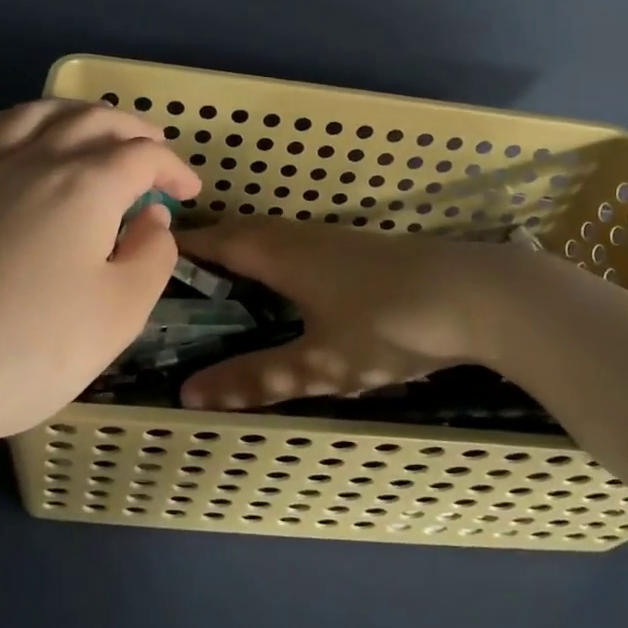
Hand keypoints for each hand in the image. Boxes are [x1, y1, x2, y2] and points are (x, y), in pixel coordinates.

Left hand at [0, 100, 200, 442]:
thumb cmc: (32, 346)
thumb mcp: (120, 311)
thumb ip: (152, 256)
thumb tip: (152, 218)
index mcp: (86, 184)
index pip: (142, 156)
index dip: (173, 168)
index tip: (190, 192)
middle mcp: (37, 160)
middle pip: (93, 120)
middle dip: (132, 130)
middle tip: (154, 152)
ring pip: (38, 113)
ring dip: (77, 112)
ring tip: (95, 127)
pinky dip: (20, 121)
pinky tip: (23, 136)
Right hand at [173, 218, 516, 410]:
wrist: (479, 294)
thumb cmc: (388, 325)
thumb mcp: (318, 363)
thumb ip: (256, 378)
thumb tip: (188, 393)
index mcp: (279, 253)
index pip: (216, 242)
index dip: (182, 249)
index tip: (149, 259)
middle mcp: (301, 236)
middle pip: (241, 234)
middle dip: (208, 251)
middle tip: (178, 281)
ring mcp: (335, 238)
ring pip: (273, 238)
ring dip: (243, 253)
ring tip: (221, 286)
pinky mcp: (362, 248)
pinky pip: (298, 246)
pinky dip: (274, 260)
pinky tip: (285, 288)